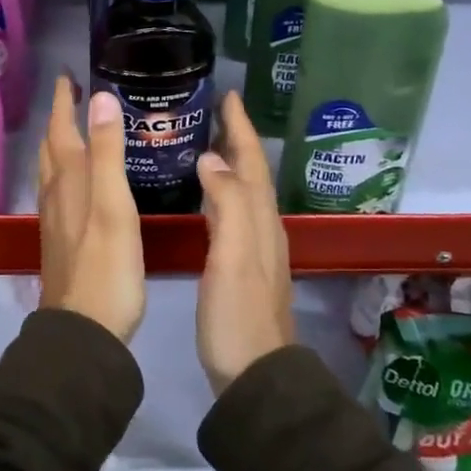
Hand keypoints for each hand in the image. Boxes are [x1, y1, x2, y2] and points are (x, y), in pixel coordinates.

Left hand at [38, 73, 145, 342]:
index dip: (63, 101)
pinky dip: (67, 171)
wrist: (84, 329)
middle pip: (52, 146)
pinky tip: (79, 183)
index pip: (61, 128)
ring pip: (52, 169)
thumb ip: (108, 151)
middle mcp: (56, 193)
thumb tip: (100, 97)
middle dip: (60, 117)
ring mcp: (56, 219)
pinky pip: (60, 191)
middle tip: (73, 94)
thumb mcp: (113, 203)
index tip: (67, 74)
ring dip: (60, 143)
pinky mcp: (62, 240)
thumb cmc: (106, 266)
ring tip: (74, 129)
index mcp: (68, 179)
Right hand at [195, 90, 294, 394]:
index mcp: (259, 220)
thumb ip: (227, 204)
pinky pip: (234, 213)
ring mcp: (255, 249)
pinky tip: (207, 197)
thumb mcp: (233, 256)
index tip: (228, 96)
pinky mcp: (243, 267)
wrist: (255, 374)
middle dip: (237, 139)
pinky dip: (223, 192)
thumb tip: (212, 158)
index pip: (251, 162)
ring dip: (231, 163)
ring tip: (209, 143)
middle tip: (217, 111)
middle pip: (252, 173)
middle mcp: (263, 228)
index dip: (240, 129)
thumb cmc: (238, 314)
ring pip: (245, 192)